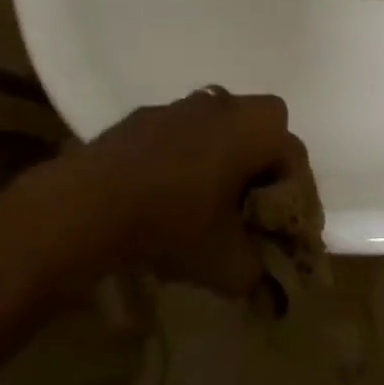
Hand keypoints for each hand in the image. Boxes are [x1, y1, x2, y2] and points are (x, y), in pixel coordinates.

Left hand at [72, 89, 313, 297]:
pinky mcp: (145, 116)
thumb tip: (267, 279)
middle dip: (263, 161)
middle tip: (250, 203)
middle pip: (261, 125)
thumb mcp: (226, 265)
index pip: (294, 152)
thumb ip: (258, 271)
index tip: (281, 224)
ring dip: (223, 154)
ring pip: (220, 124)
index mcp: (253, 129)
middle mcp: (223, 105)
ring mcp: (181, 105)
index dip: (295, 191)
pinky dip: (185, 155)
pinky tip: (166, 193)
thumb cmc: (172, 224)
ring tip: (207, 200)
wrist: (88, 204)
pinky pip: (182, 132)